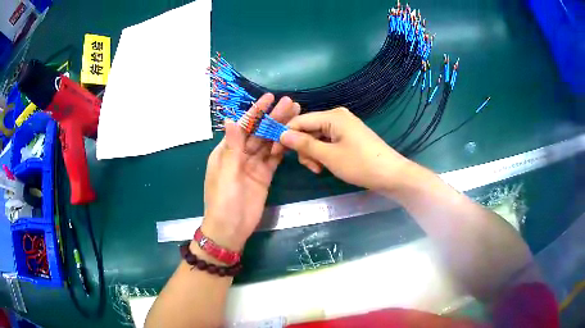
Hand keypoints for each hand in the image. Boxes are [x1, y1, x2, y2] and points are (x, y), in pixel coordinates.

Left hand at [202, 94, 299, 251]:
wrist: (230, 230)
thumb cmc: (223, 202)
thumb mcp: (226, 174)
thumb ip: (232, 147)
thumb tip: (230, 119)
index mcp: (226, 151)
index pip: (243, 126)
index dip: (256, 111)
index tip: (270, 97)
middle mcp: (240, 154)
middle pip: (259, 132)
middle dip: (273, 117)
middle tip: (291, 103)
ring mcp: (253, 165)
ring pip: (268, 143)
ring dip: (280, 130)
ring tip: (297, 115)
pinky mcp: (264, 176)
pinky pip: (274, 158)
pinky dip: (282, 148)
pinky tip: (293, 137)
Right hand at [280, 108, 412, 191]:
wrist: (391, 175)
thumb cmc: (360, 164)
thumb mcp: (329, 156)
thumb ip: (304, 144)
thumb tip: (282, 134)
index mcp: (332, 116)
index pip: (299, 121)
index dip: (285, 136)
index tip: (275, 152)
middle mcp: (337, 117)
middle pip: (308, 129)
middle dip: (304, 149)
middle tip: (310, 167)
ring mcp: (344, 127)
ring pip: (317, 138)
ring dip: (313, 154)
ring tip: (319, 170)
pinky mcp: (348, 138)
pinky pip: (328, 143)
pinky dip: (323, 154)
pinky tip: (326, 167)